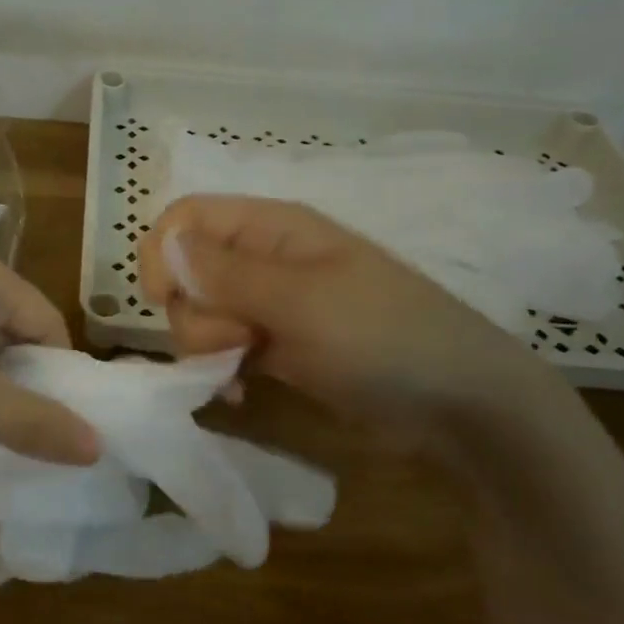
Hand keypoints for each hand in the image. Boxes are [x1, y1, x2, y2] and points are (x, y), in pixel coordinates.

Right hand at [138, 195, 564, 430]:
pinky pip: (224, 348)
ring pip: (200, 313)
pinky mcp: (277, 346)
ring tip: (246, 369)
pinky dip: (221, 370)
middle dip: (195, 312)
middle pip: (186, 271)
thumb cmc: (384, 337)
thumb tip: (166, 244)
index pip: (187, 218)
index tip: (165, 299)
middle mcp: (264, 259)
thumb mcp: (303, 302)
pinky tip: (240, 392)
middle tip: (240, 339)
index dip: (164, 252)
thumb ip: (228, 274)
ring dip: (207, 346)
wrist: (460, 405)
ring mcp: (271, 304)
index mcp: (272, 228)